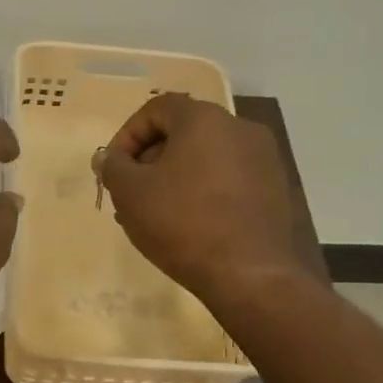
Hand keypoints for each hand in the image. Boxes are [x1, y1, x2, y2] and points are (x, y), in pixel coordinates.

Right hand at [98, 93, 300, 308]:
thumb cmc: (182, 223)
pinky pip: (227, 179)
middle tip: (131, 193)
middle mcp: (239, 128)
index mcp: (204, 119)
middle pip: (183, 132)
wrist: (248, 274)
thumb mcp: (130, 193)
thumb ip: (113, 167)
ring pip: (205, 158)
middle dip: (150, 159)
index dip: (128, 135)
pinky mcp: (274, 189)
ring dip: (174, 178)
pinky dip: (202, 192)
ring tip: (155, 214)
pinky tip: (187, 225)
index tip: (114, 169)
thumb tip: (108, 158)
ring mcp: (263, 159)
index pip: (157, 108)